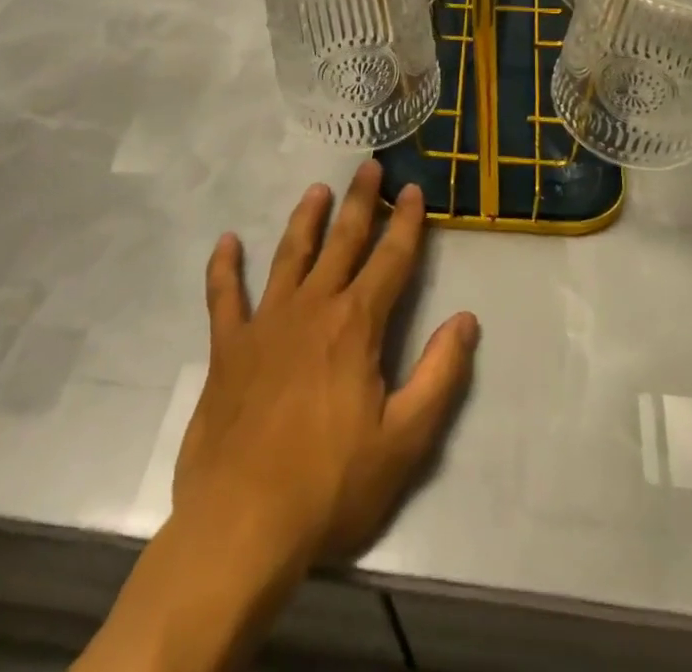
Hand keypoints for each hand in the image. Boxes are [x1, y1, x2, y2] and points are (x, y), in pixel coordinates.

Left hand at [171, 160, 479, 572]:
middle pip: (342, 242)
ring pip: (289, 255)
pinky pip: (224, 296)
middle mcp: (312, 308)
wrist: (241, 525)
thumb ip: (440, 375)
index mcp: (356, 325)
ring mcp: (265, 323)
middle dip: (360, 202)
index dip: (406, 222)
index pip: (391, 260)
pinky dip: (224, 267)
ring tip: (317, 190)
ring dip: (305, 219)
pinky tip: (226, 242)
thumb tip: (467, 319)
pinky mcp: (227, 348)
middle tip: (369, 166)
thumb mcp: (405, 440)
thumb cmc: (330, 486)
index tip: (413, 189)